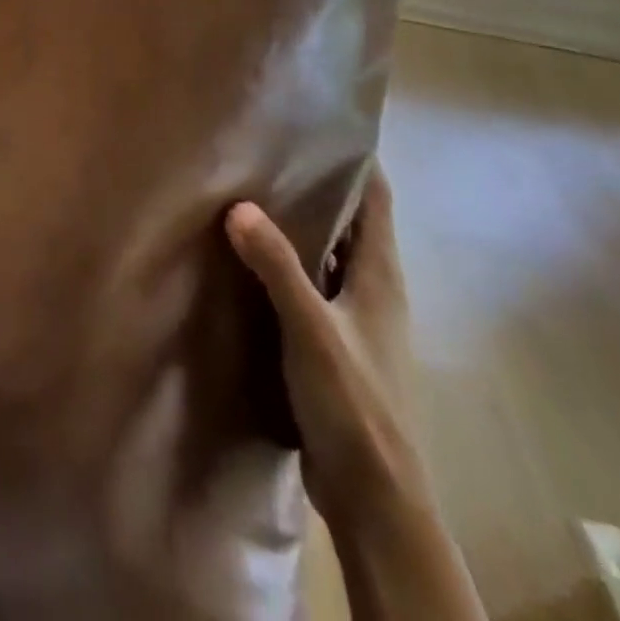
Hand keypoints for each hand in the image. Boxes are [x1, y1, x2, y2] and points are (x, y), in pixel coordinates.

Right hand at [225, 170, 423, 525]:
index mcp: (380, 275)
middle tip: (267, 147)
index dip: (356, 157)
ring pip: (327, 252)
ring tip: (251, 189)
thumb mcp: (312, 331)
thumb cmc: (356, 406)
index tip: (319, 121)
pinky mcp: (334, 342)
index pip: (376, 197)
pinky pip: (309, 283)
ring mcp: (354, 317)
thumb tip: (239, 205)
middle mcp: (371, 287)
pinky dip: (287, 261)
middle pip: (350, 219)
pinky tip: (249, 257)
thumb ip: (277, 267)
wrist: (375, 499)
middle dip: (317, 183)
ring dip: (299, 223)